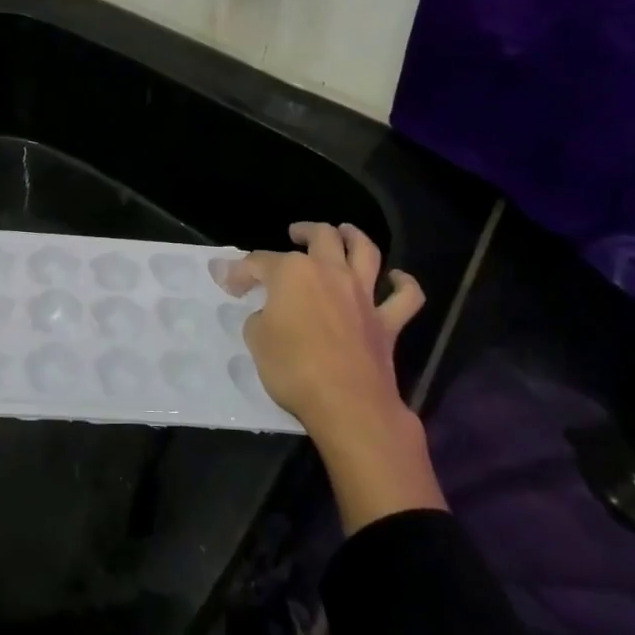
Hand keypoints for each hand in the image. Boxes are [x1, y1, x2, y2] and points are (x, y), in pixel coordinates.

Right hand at [223, 222, 445, 531]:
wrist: (347, 404)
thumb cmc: (293, 369)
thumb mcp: (257, 340)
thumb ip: (260, 318)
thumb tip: (268, 315)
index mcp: (292, 273)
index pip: (258, 263)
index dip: (240, 271)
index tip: (228, 283)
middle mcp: (330, 272)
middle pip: (320, 237)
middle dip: (305, 230)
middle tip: (294, 233)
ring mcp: (363, 295)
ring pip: (365, 251)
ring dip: (355, 237)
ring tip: (345, 231)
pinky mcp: (387, 321)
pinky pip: (406, 297)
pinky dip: (404, 284)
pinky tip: (397, 279)